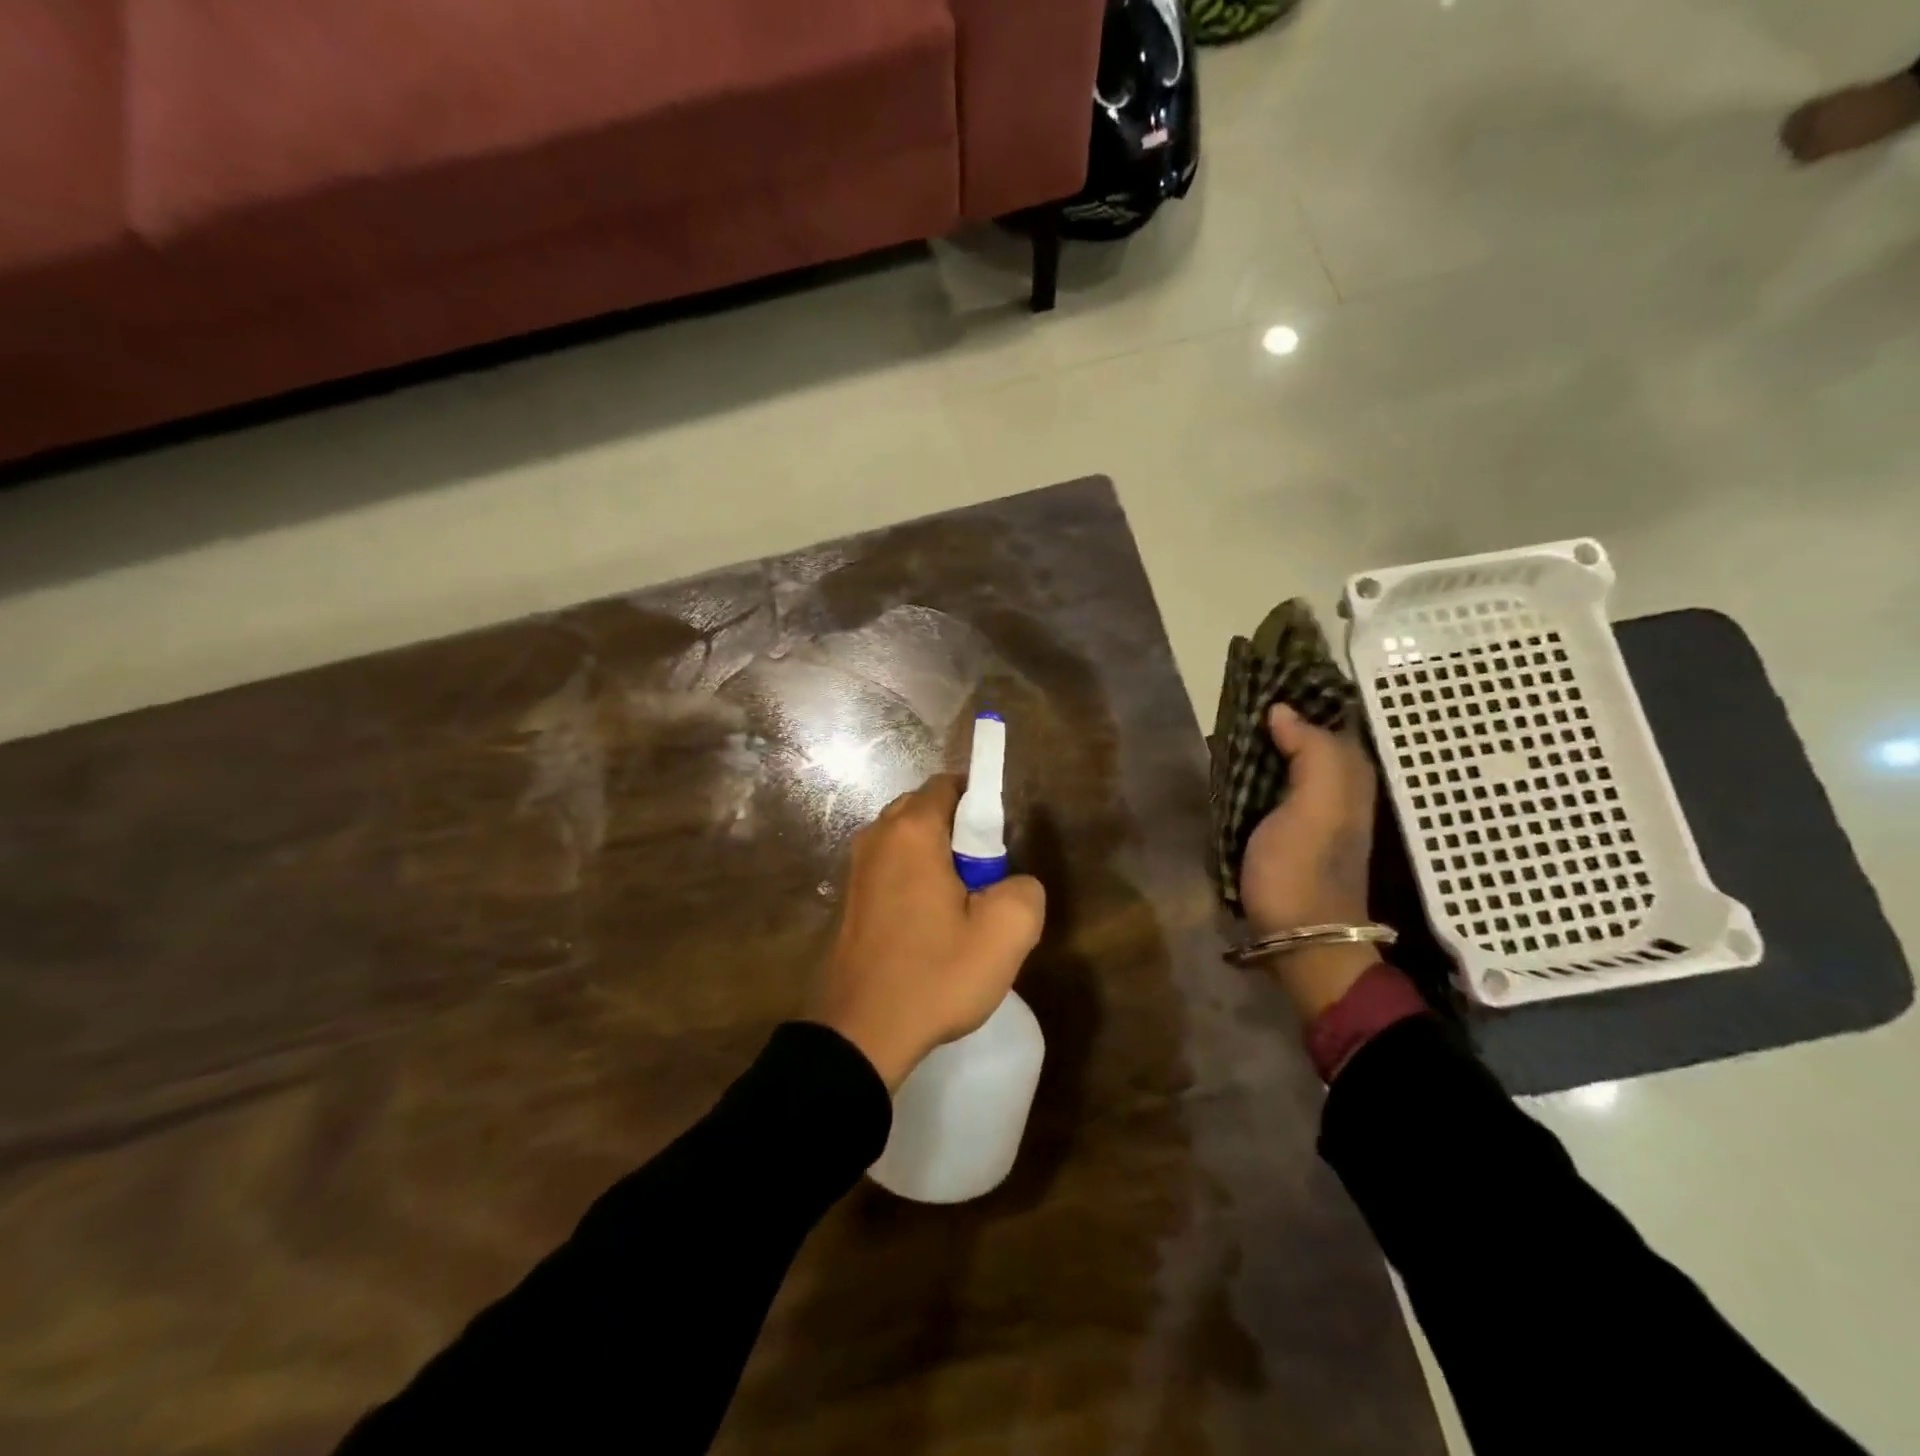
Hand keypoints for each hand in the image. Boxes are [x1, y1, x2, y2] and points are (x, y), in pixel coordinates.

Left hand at [810, 775, 1045, 1090]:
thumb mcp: (1006, 934)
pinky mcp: (850, 898)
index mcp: (911, 831)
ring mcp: (857, 867)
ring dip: (935, 857)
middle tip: (983, 878)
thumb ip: (1025, 890)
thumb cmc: (935, 974)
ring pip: (906, 839)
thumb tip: (1013, 883)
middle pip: (926, 808)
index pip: (948, 785)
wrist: (862, 1033)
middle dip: (959, 831)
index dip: (980, 804)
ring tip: (958, 906)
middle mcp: (877, 836)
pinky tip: (928, 924)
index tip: (998, 844)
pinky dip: (913, 878)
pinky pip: (890, 867)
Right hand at [1239, 705, 1381, 1018]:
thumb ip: (1311, 750)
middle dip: (1280, 709)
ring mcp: (1310, 807)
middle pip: (1308, 732)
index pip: (1331, 715)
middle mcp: (1335, 783)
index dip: (1306, 689)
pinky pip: (1272, 779)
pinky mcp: (1285, 826)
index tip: (1268, 665)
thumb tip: (1283, 711)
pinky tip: (1231, 756)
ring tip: (1230, 713)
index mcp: (1348, 773)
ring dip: (1263, 735)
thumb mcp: (1318, 804)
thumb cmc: (1305, 866)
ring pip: (1288, 755)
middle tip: (1240, 687)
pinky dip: (1255, 762)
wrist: (1300, 933)